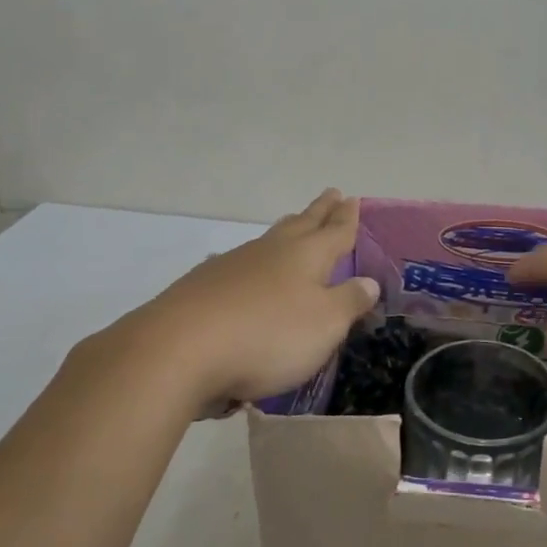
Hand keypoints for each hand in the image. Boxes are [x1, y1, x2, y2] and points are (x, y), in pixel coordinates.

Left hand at [67, 189, 379, 417]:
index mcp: (305, 256)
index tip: (351, 199)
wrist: (178, 351)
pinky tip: (245, 270)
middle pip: (300, 224)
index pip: (334, 232)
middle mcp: (270, 252)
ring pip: (267, 241)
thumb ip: (349, 301)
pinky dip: (253, 263)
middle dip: (318, 212)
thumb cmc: (267, 336)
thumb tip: (369, 281)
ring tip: (294, 225)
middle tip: (330, 195)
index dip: (346, 218)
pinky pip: (239, 265)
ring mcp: (232, 266)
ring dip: (286, 230)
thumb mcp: (325, 324)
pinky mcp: (202, 288)